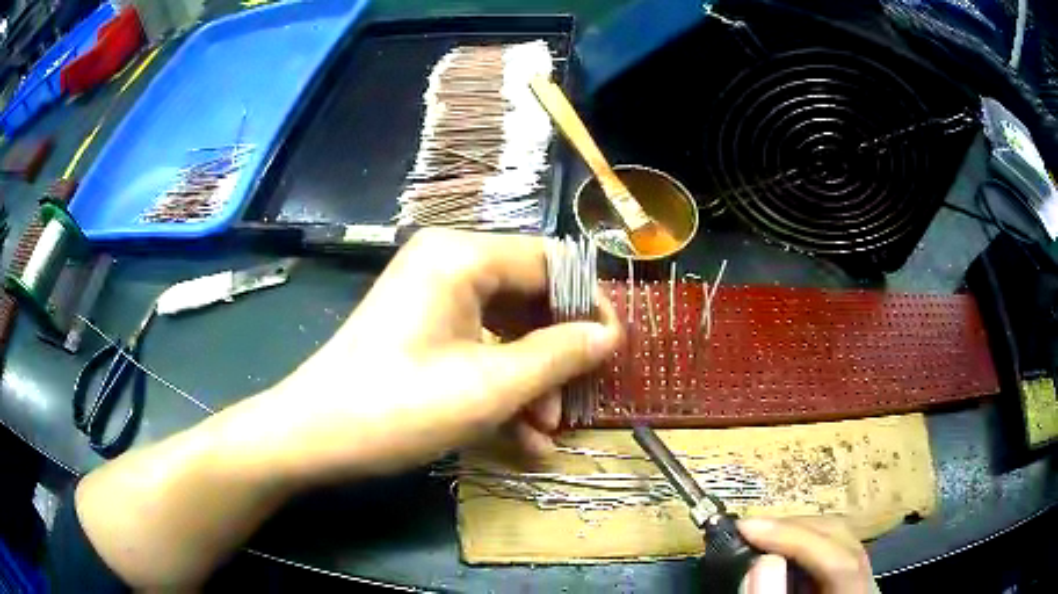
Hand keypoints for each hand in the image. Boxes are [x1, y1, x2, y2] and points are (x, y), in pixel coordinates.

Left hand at [223, 229, 623, 484]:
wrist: (312, 437)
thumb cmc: (399, 406)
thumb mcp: (491, 386)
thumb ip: (559, 355)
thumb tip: (611, 335)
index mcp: (462, 256)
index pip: (550, 262)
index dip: (588, 304)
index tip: (614, 349)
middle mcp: (448, 265)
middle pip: (529, 298)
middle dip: (556, 356)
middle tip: (575, 402)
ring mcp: (431, 299)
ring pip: (505, 331)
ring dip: (531, 382)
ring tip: (546, 433)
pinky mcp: (421, 330)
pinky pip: (476, 349)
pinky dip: (500, 387)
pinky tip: (521, 438)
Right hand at [736, 517, 874, 593]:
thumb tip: (762, 560)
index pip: (839, 562)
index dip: (796, 539)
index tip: (748, 528)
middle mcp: (864, 588)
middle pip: (842, 541)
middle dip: (794, 529)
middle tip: (749, 530)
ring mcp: (858, 582)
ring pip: (837, 541)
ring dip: (796, 533)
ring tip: (758, 535)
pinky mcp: (843, 584)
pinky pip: (827, 553)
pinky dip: (800, 546)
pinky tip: (776, 550)